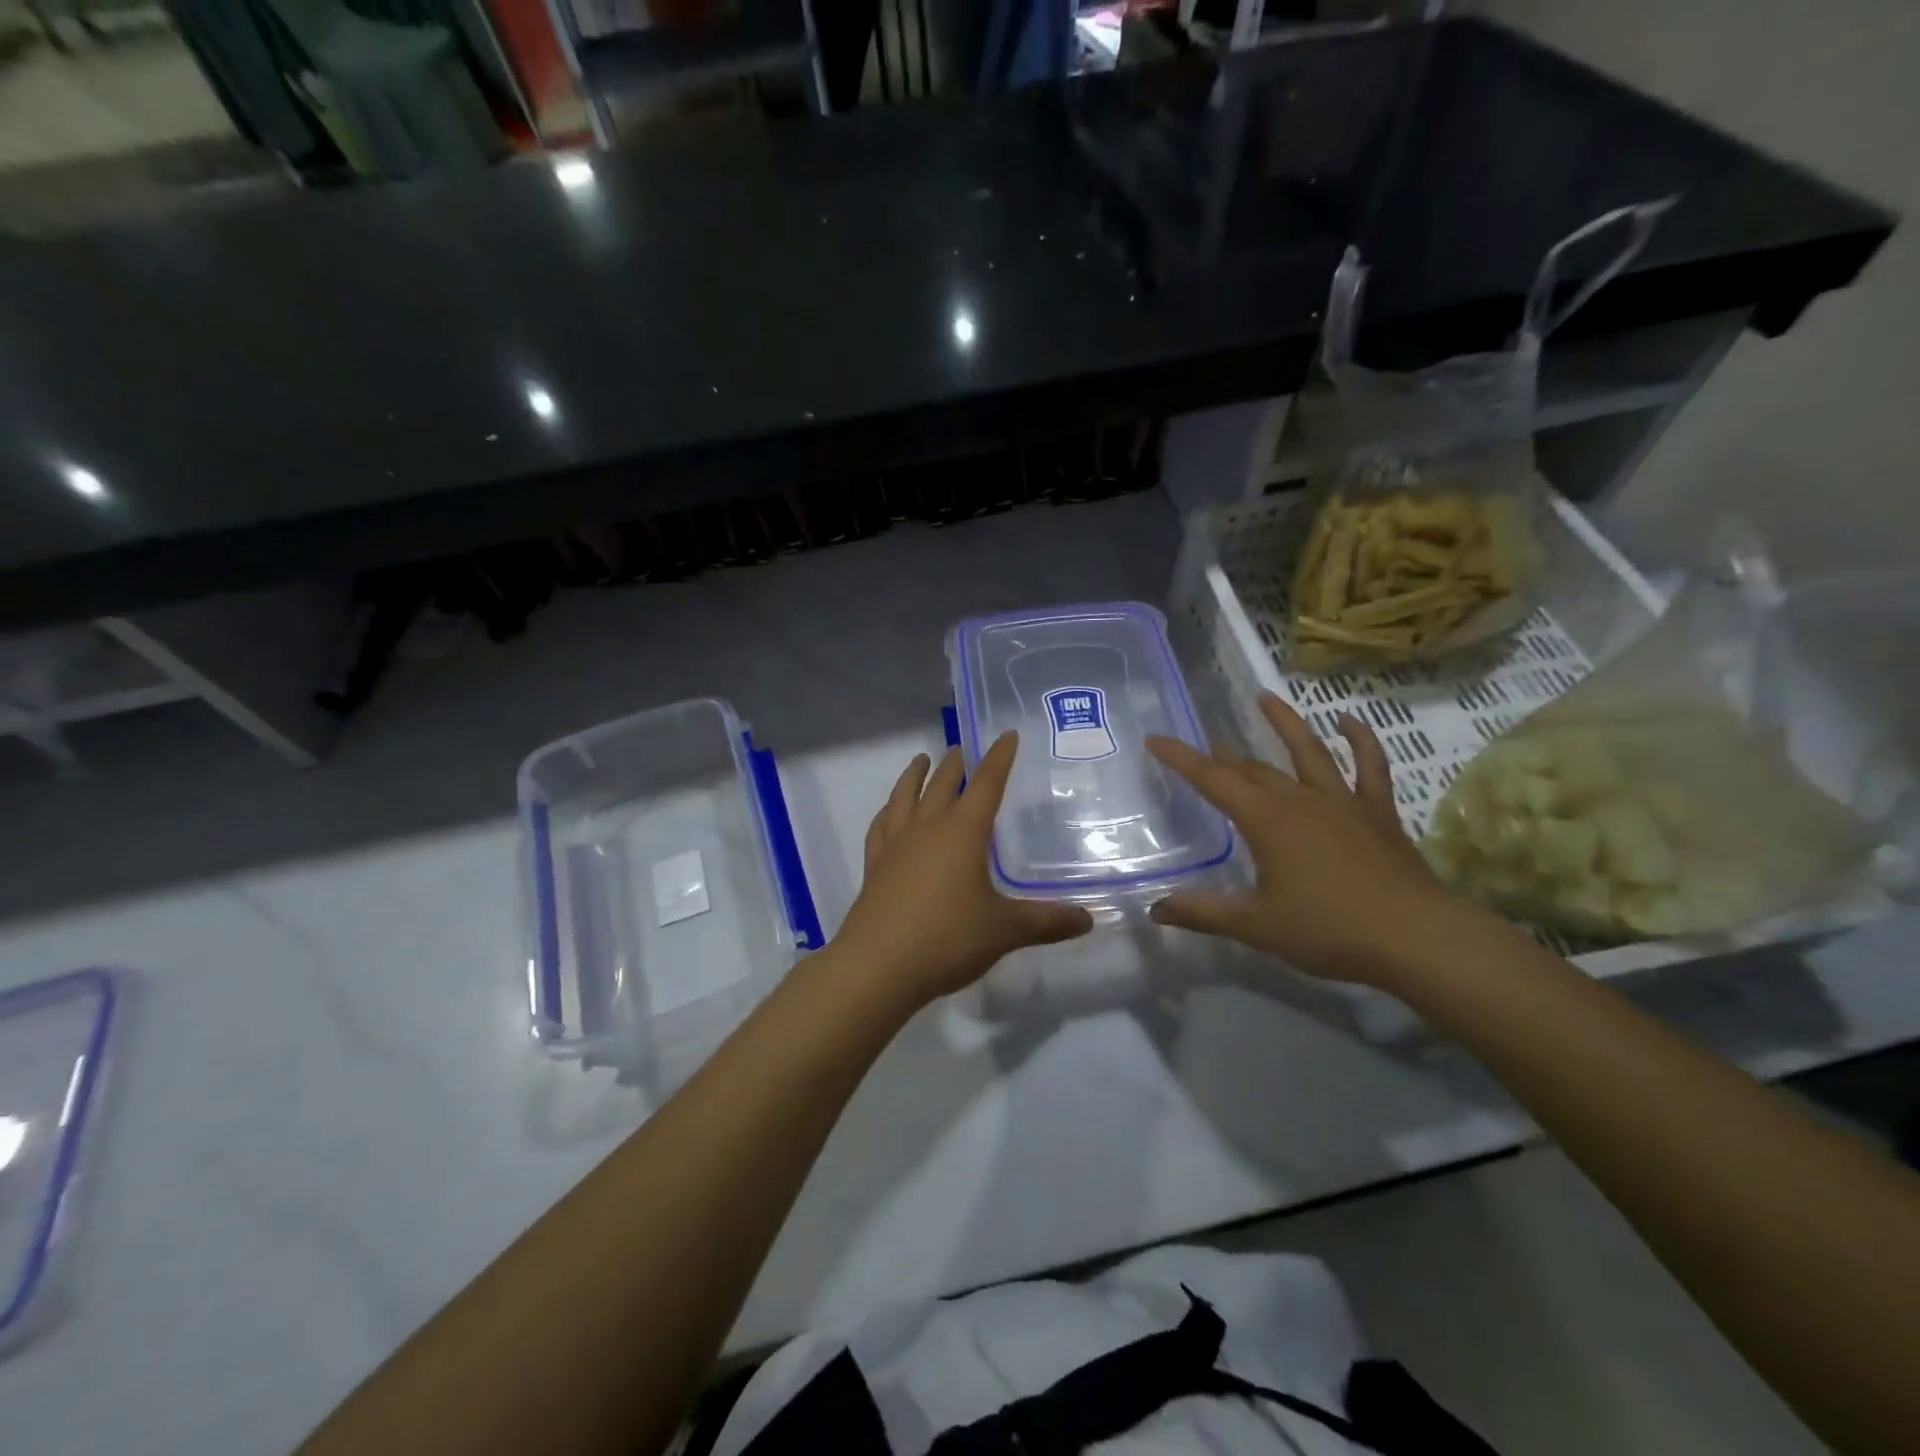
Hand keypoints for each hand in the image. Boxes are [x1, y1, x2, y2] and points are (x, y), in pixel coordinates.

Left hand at [831, 732, 1093, 1005]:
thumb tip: (1089, 919)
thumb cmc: (947, 939)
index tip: (1006, 735)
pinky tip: (889, 813)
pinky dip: (887, 811)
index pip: (986, 784)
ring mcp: (896, 845)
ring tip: (921, 760)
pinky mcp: (874, 865)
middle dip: (955, 763)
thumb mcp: (1004, 930)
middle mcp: (928, 828)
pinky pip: (880, 826)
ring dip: (915, 776)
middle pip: (943, 784)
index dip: (999, 758)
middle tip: (961, 747)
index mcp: (963, 832)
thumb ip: (1046, 922)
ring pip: (905, 796)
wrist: (878, 965)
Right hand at [1145, 693, 1467, 986]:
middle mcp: (1299, 800)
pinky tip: (1348, 721)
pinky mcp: (1377, 812)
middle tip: (1208, 748)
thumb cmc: (1328, 930)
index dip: (1180, 758)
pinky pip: (1370, 767)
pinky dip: (1360, 740)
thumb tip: (1155, 911)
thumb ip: (1203, 913)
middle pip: (1254, 769)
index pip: (1212, 780)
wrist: (1416, 938)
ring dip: (1285, 723)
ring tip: (1265, 698)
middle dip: (1225, 757)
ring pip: (1308, 751)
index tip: (1155, 739)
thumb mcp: (1256, 925)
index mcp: (1266, 820)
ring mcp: (1342, 801)